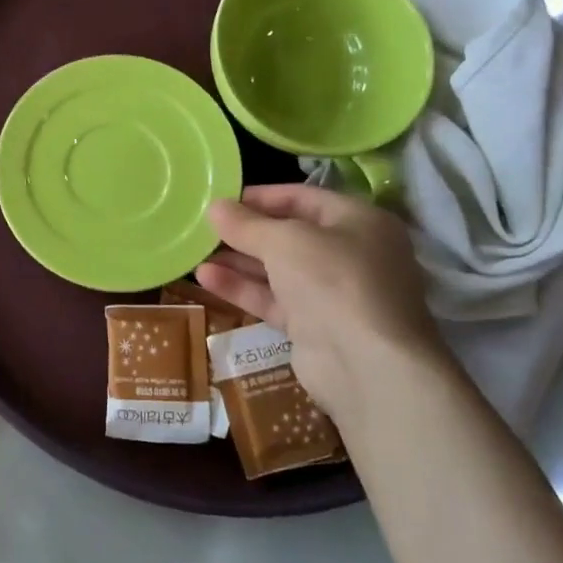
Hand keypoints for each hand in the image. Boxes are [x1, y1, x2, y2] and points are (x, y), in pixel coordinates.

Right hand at [196, 184, 450, 416]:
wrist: (366, 365)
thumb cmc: (333, 280)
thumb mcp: (284, 241)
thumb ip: (246, 224)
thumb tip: (214, 206)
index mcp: (358, 221)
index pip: (303, 198)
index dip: (261, 197)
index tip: (221, 198)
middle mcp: (351, 254)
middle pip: (289, 235)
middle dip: (246, 232)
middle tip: (204, 227)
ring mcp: (334, 294)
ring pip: (278, 270)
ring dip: (238, 261)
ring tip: (196, 252)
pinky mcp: (315, 327)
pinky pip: (274, 300)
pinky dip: (243, 288)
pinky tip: (206, 278)